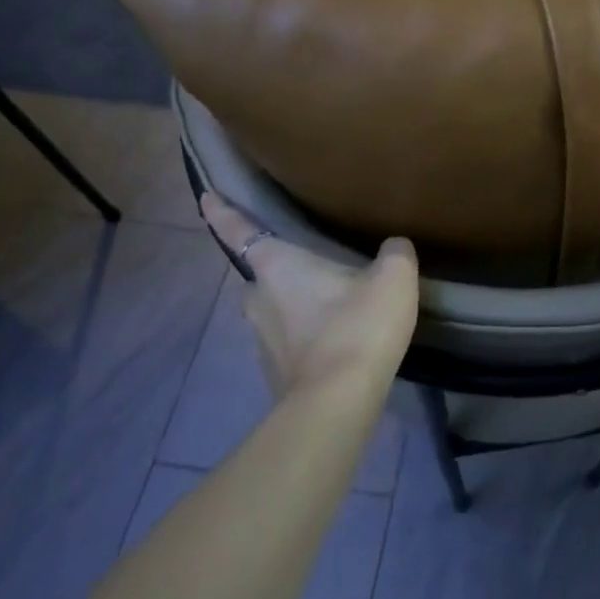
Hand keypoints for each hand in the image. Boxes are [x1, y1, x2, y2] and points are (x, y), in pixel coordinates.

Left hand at [199, 192, 418, 395]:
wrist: (339, 402)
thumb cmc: (358, 325)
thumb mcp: (393, 277)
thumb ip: (394, 253)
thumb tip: (393, 247)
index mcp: (277, 266)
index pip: (240, 230)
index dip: (221, 211)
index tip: (205, 196)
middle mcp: (258, 300)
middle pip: (260, 276)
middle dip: (279, 271)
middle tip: (311, 267)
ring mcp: (262, 341)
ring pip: (274, 312)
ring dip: (295, 307)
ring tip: (333, 308)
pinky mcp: (274, 375)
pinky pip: (288, 344)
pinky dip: (306, 339)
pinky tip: (337, 343)